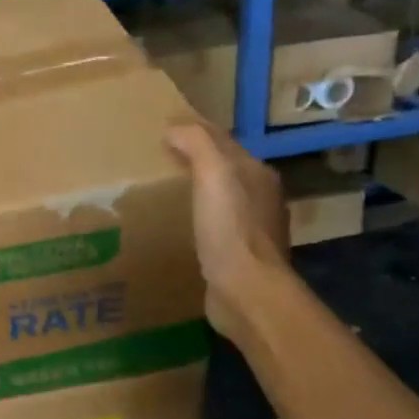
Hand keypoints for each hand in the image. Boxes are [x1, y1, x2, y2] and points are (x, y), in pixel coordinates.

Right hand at [165, 122, 293, 338]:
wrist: (246, 291)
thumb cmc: (229, 230)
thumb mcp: (214, 175)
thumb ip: (197, 144)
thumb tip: (174, 127)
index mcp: (257, 173)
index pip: (222, 140)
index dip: (193, 132)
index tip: (161, 131)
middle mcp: (260, 197)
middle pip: (224, 169)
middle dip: (195, 161)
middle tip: (158, 160)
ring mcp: (251, 229)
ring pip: (220, 198)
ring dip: (197, 192)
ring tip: (165, 192)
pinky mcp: (238, 257)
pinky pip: (215, 227)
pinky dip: (198, 220)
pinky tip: (180, 227)